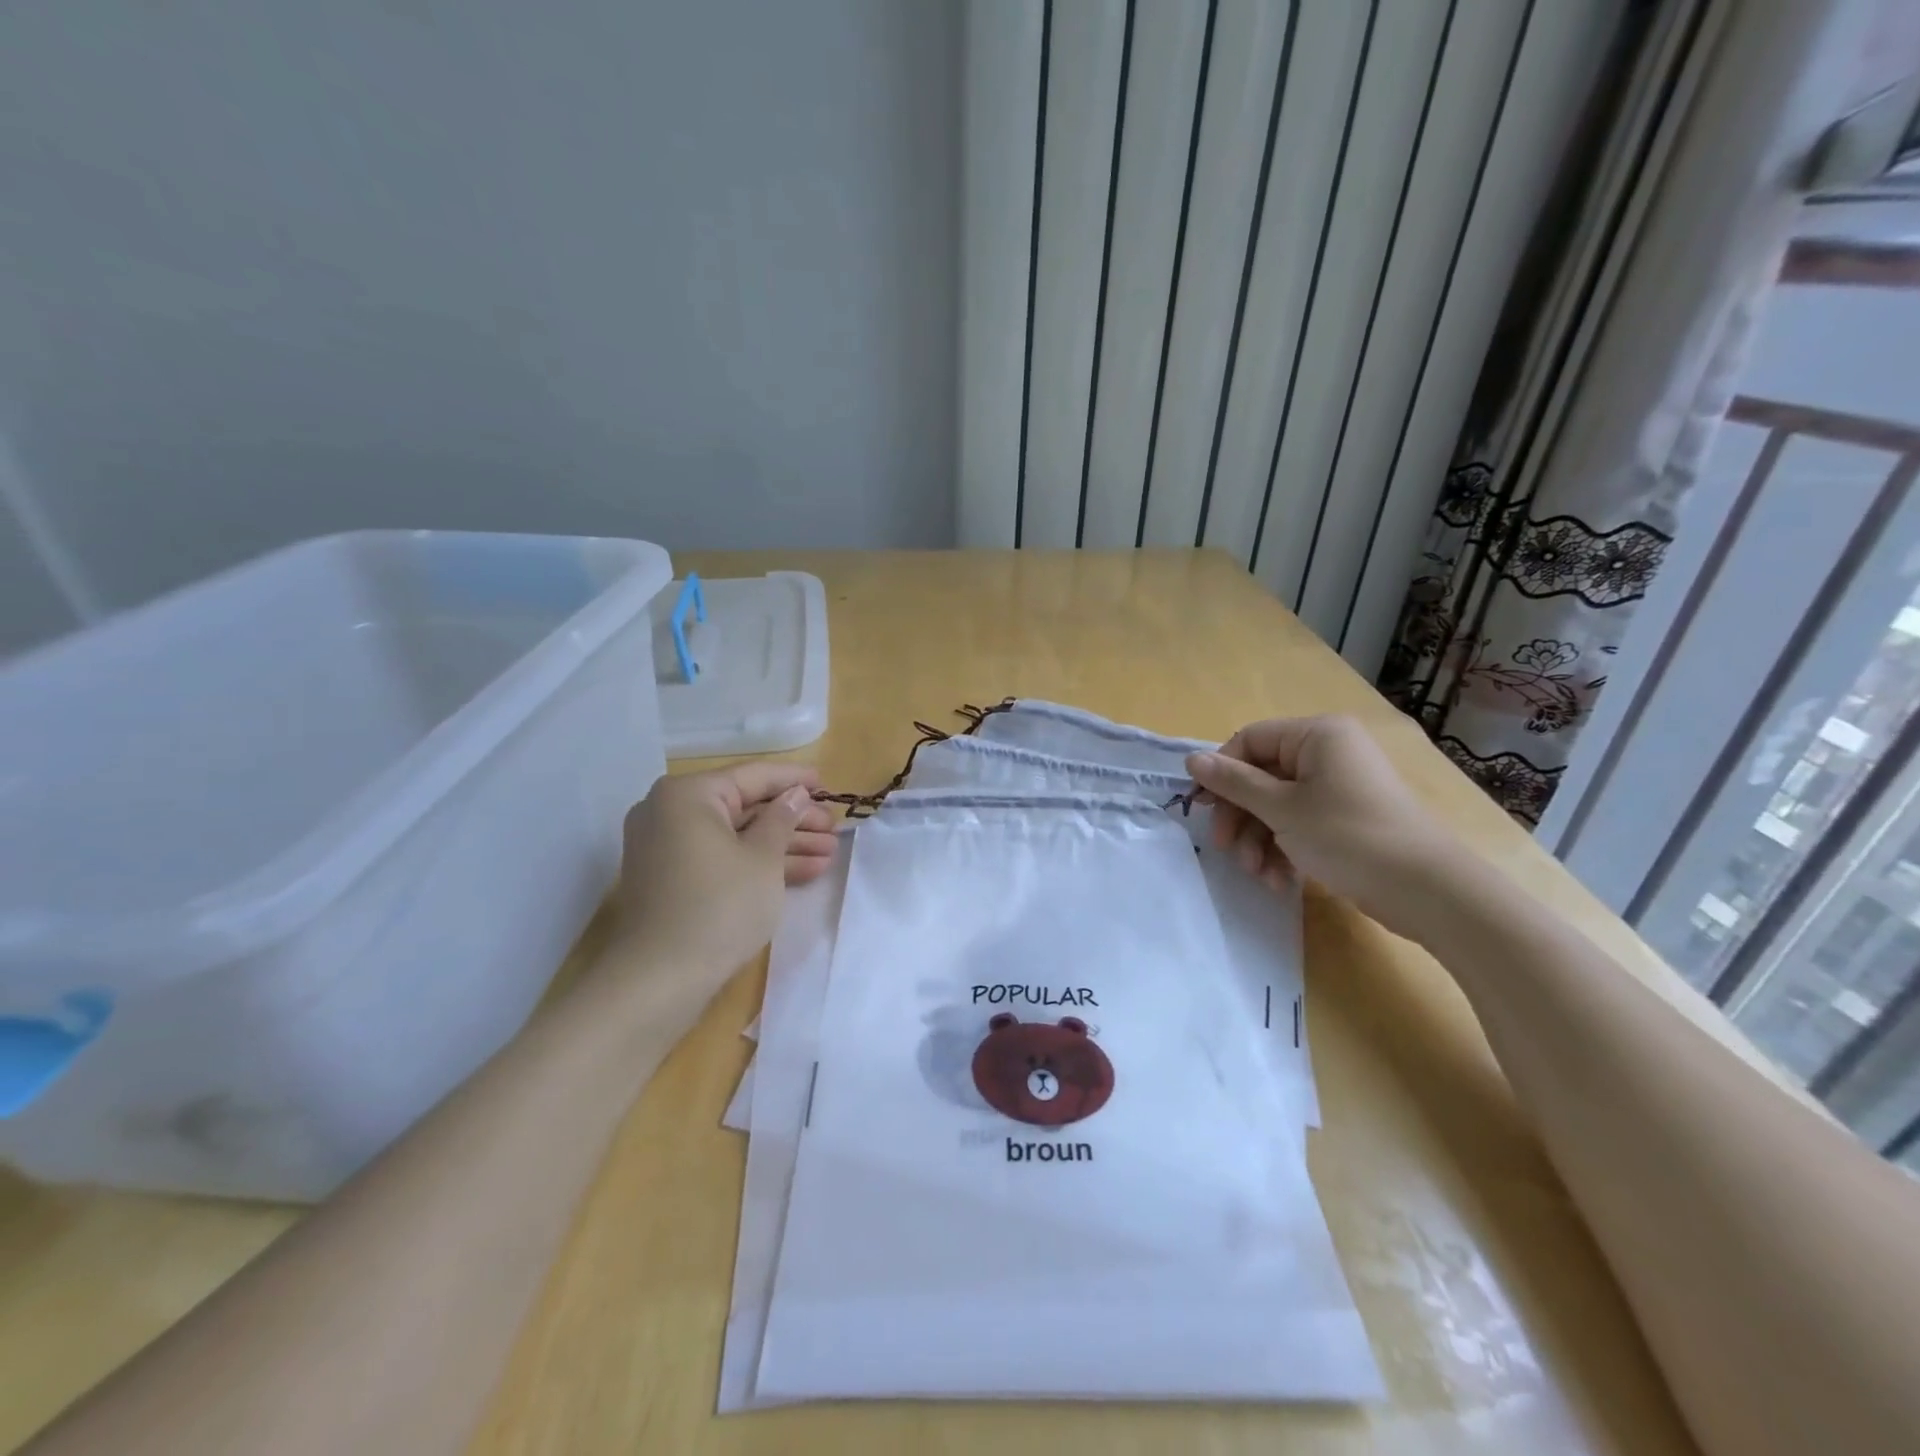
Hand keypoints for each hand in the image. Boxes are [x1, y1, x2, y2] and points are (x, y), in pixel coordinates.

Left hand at [608, 764, 837, 1019]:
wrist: (660, 980)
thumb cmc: (719, 907)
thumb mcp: (763, 859)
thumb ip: (783, 818)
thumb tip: (796, 795)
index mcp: (688, 795)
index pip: (753, 776)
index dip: (795, 780)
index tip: (828, 784)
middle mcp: (671, 813)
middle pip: (745, 807)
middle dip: (794, 820)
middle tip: (834, 828)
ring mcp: (670, 849)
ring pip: (737, 836)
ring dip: (784, 844)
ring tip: (830, 852)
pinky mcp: (675, 880)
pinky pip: (723, 858)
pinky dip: (759, 864)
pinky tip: (805, 871)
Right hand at [1185, 715, 1460, 936]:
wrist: (1427, 890)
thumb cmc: (1348, 836)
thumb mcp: (1282, 809)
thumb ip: (1233, 783)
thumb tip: (1191, 759)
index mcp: (1316, 735)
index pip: (1249, 741)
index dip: (1220, 773)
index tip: (1200, 808)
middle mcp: (1327, 753)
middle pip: (1261, 776)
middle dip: (1241, 817)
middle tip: (1225, 848)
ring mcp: (1337, 787)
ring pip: (1277, 805)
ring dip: (1260, 840)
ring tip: (1258, 874)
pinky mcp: (1345, 818)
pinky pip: (1299, 823)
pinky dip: (1284, 850)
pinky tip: (1280, 881)